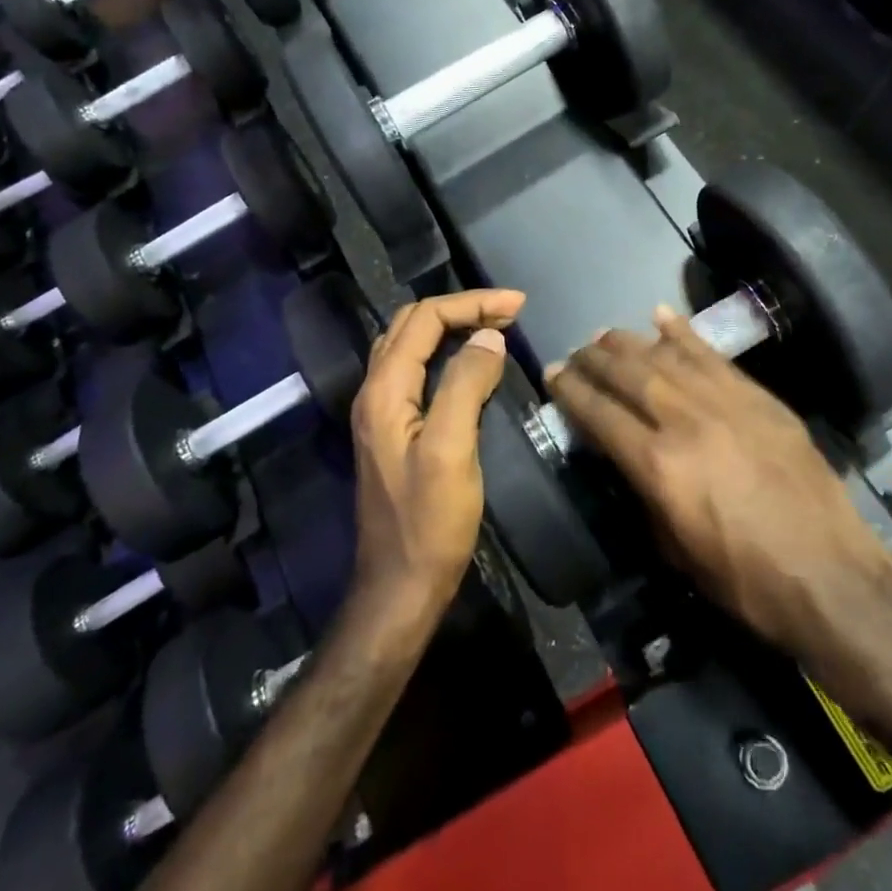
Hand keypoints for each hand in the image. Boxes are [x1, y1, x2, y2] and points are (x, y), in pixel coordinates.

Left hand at [347, 289, 525, 639]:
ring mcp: (381, 411)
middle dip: (462, 308)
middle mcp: (375, 391)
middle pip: (413, 324)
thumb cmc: (429, 523)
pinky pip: (417, 370)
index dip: (471, 304)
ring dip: (452, 326)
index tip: (517, 305)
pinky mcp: (394, 429)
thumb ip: (465, 386)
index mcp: (384, 390)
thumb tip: (489, 337)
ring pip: (411, 345)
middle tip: (510, 311)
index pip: (424, 320)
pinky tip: (470, 362)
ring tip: (495, 325)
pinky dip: (445, 352)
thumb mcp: (451, 451)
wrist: (399, 586)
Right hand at [547, 306, 891, 660]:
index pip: (600, 414)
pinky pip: (712, 355)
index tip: (553, 374)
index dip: (571, 391)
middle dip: (594, 359)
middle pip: (627, 375)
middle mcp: (685, 421)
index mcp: (658, 465)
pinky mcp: (758, 398)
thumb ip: (643, 494)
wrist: (830, 576)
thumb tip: (625, 459)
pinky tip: (660, 316)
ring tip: (605, 335)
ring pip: (665, 356)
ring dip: (629, 342)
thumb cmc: (744, 578)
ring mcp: (725, 403)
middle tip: (575, 352)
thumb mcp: (675, 550)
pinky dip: (683, 333)